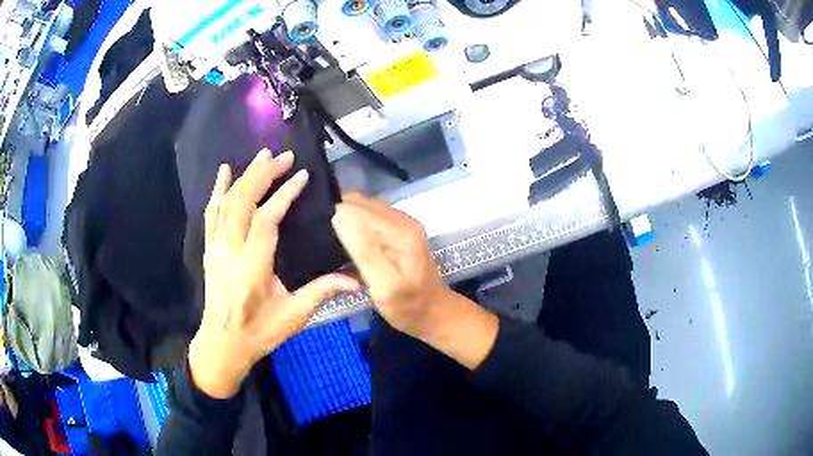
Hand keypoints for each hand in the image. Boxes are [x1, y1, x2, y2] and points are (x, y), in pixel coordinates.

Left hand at [189, 149, 359, 398]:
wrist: (222, 344)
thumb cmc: (258, 332)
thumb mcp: (293, 317)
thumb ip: (322, 292)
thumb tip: (355, 279)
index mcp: (252, 269)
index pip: (265, 221)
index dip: (283, 195)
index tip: (301, 176)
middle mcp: (230, 253)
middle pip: (242, 203)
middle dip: (263, 175)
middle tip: (283, 156)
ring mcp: (216, 249)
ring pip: (226, 204)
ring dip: (244, 176)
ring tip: (262, 156)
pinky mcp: (209, 249)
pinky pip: (210, 214)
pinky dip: (216, 190)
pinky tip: (223, 171)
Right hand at [332, 193, 497, 368]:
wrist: (433, 313)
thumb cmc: (407, 307)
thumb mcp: (383, 286)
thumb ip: (363, 250)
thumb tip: (338, 215)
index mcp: (398, 230)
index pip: (354, 206)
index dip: (332, 217)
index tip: (316, 237)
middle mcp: (401, 218)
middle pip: (357, 203)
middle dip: (336, 216)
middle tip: (320, 241)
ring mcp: (401, 223)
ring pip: (362, 209)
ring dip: (344, 221)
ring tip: (329, 244)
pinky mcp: (398, 230)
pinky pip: (369, 218)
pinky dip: (354, 227)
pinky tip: (347, 246)